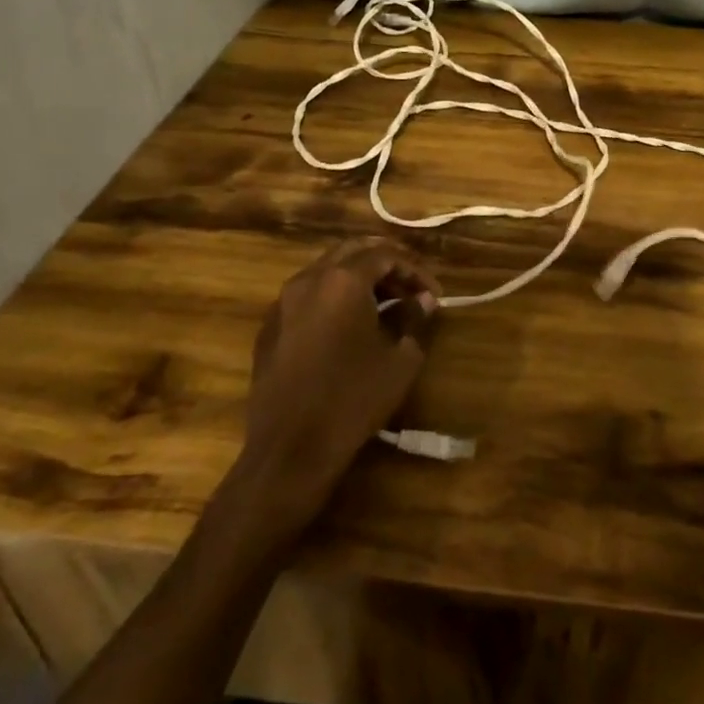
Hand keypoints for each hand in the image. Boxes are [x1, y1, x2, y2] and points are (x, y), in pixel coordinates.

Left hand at [231, 238, 439, 535]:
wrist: (289, 451)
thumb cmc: (352, 400)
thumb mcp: (400, 360)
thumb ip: (416, 320)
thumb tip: (425, 300)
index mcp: (343, 281)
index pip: (385, 255)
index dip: (414, 270)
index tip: (434, 293)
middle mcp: (309, 280)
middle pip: (352, 252)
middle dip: (386, 264)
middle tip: (410, 288)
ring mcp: (283, 302)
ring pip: (327, 270)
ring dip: (358, 279)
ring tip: (385, 305)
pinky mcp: (269, 327)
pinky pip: (307, 295)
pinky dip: (333, 297)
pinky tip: (349, 326)